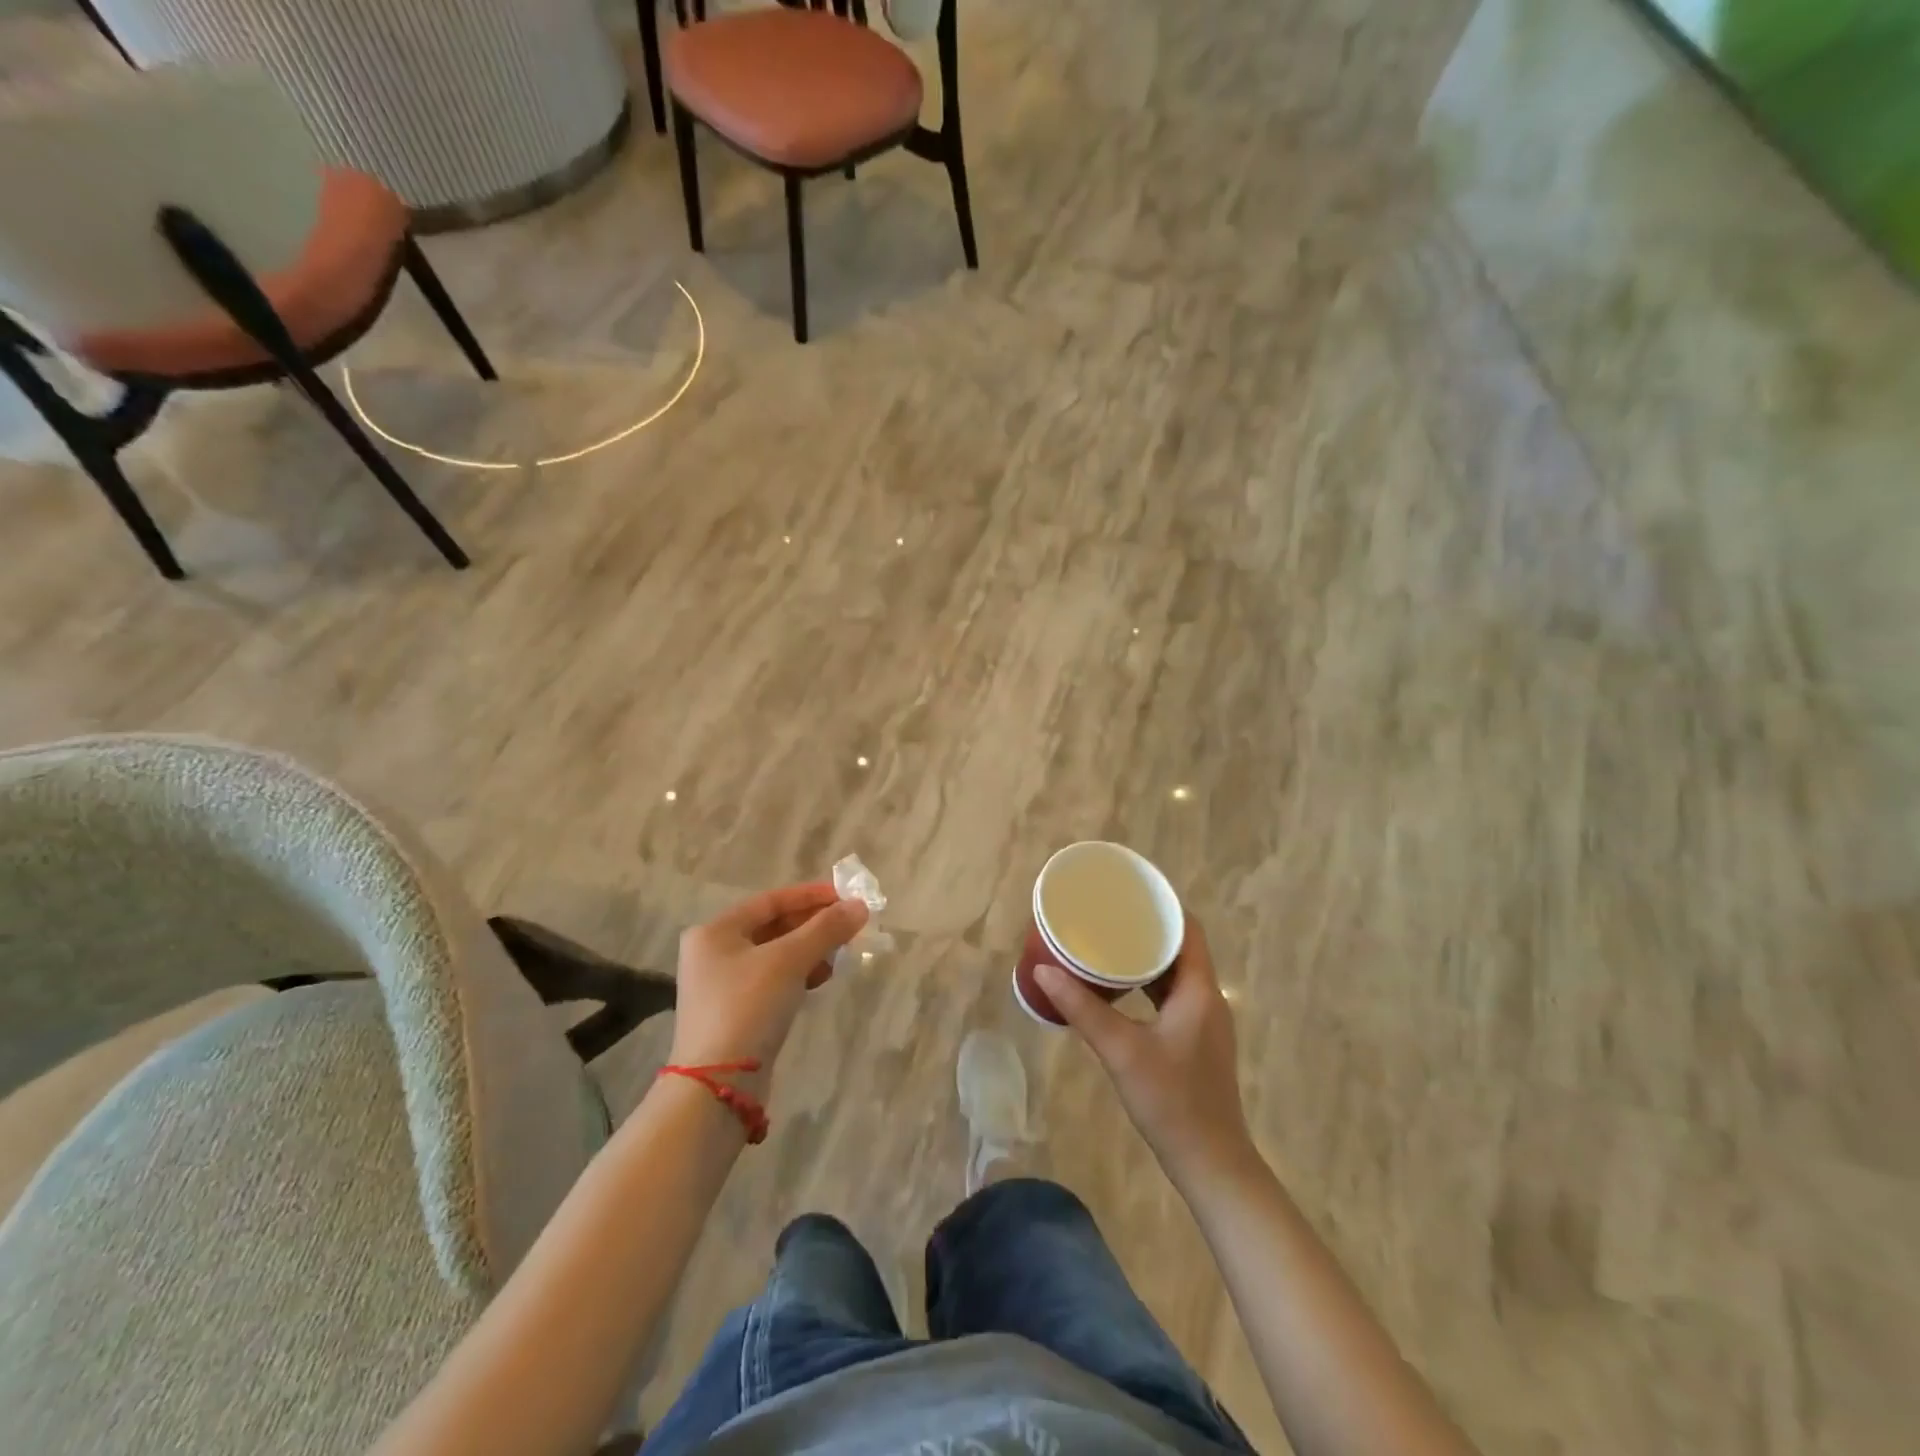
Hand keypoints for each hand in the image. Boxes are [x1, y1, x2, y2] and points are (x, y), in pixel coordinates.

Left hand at [670, 883, 868, 1100]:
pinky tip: (820, 979)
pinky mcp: (734, 1013)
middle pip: (772, 927)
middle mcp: (712, 953)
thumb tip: (860, 906)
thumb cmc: (748, 1007)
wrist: (717, 1086)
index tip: (847, 896)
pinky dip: (798, 974)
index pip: (771, 900)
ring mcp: (721, 986)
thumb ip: (826, 929)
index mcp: (715, 931)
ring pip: (775, 955)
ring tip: (840, 954)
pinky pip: (772, 980)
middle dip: (813, 925)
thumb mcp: (790, 961)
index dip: (811, 896)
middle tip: (850, 926)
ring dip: (809, 950)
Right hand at [1035, 919, 1253, 1188]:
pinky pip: (1171, 996)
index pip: (1188, 929)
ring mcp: (1204, 1022)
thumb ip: (1083, 1009)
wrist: (1211, 1163)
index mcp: (1199, 990)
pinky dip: (1147, 984)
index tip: (1129, 892)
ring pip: (1174, 974)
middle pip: (1181, 948)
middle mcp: (1207, 998)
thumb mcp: (1121, 1051)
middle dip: (1146, 928)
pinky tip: (1119, 989)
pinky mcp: (1195, 1041)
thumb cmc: (1172, 1101)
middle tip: (1107, 916)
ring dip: (1146, 957)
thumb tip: (1044, 971)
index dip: (1162, 906)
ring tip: (1107, 944)